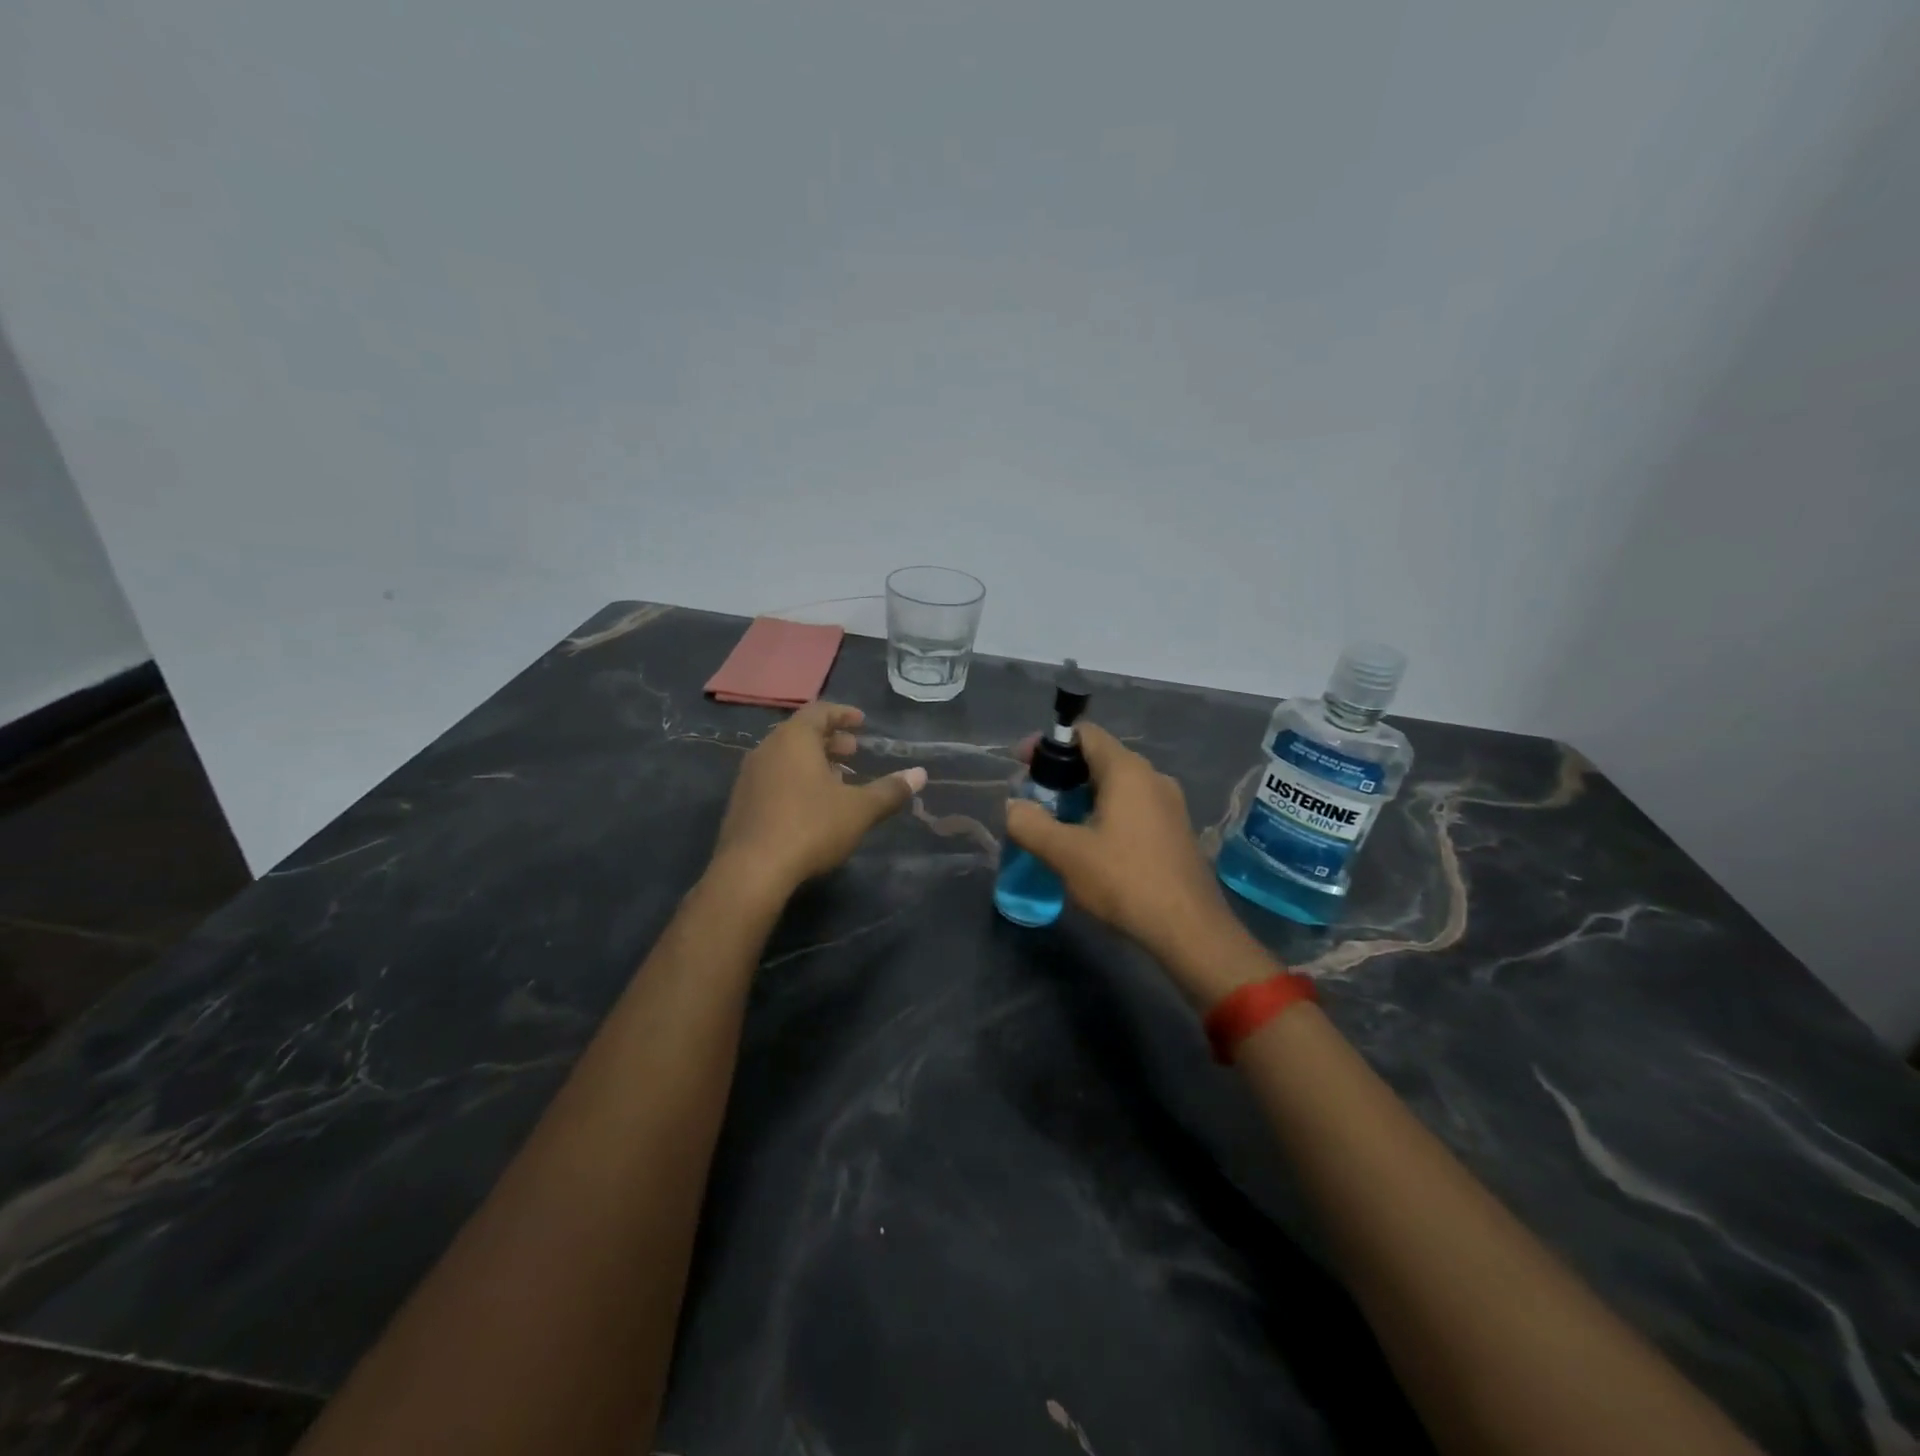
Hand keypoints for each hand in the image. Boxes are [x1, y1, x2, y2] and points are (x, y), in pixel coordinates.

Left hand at [712, 702, 925, 899]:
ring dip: (813, 762)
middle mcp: (766, 750)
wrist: (752, 871)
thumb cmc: (810, 827)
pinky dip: (796, 780)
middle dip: (830, 740)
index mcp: (793, 739)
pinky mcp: (741, 804)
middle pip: (800, 734)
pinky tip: (812, 805)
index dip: (843, 714)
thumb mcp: (859, 809)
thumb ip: (890, 790)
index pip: (819, 712)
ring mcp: (749, 777)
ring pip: (785, 758)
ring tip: (838, 779)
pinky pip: (773, 779)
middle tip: (854, 751)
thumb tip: (920, 774)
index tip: (862, 722)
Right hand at [1005, 723, 1258, 1000]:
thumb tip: (1014, 807)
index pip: (1085, 733)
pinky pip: (1133, 807)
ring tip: (1056, 825)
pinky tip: (1090, 845)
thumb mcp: (1065, 853)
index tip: (1022, 765)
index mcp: (1127, 771)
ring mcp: (1169, 804)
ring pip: (1116, 785)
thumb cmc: (1124, 881)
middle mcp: (1152, 777)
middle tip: (1034, 800)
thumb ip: (1030, 824)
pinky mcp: (1175, 830)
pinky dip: (1105, 813)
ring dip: (1082, 796)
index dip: (1048, 743)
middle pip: (1099, 758)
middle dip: (1062, 774)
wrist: (1189, 929)